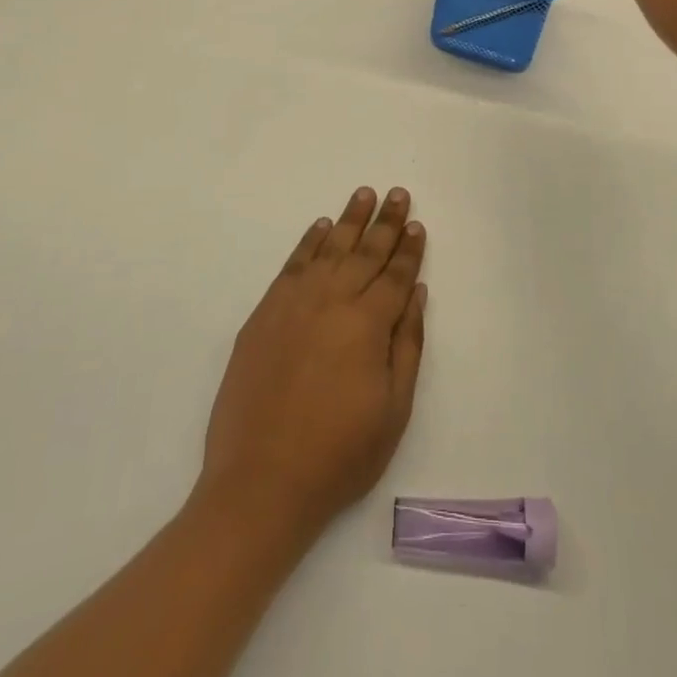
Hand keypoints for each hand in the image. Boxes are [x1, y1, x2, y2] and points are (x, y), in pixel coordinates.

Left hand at [198, 187, 427, 544]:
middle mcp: (333, 301)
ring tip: (364, 194)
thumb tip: (416, 292)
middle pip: (365, 251)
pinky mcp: (265, 313)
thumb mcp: (393, 410)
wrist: (260, 483)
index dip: (409, 249)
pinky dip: (309, 242)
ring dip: (349, 219)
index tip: (417, 224)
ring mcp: (294, 303)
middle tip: (397, 193)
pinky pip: (293, 265)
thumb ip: (407, 345)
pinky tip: (321, 227)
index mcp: (368, 324)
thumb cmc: (338, 455)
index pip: (395, 275)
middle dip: (385, 222)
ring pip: (329, 248)